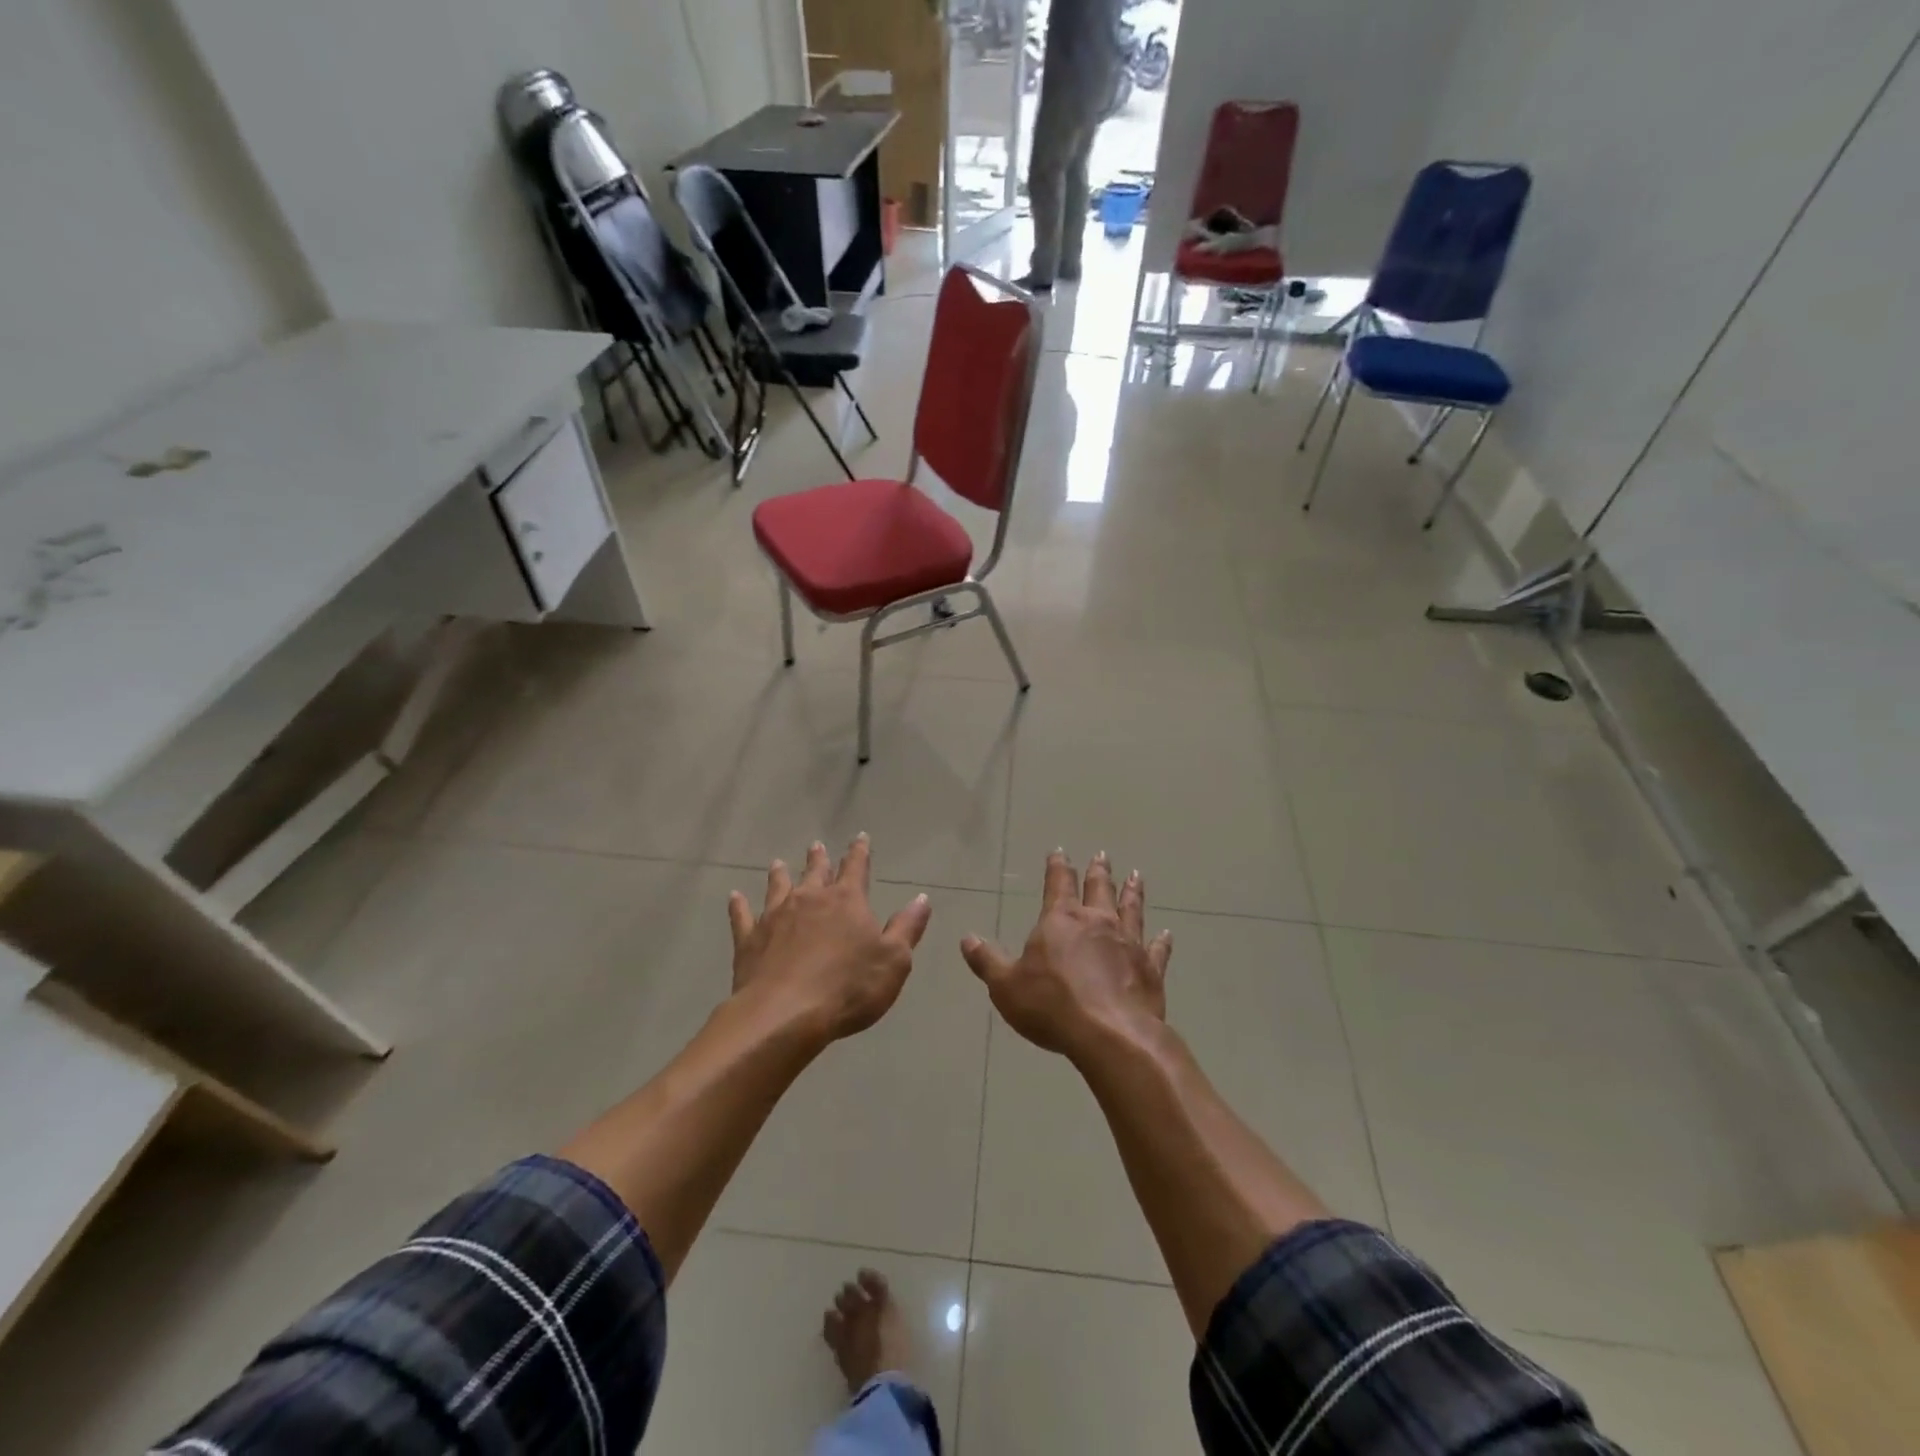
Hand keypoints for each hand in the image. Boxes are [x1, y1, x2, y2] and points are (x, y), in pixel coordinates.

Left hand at [728, 835, 931, 1043]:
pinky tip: (735, 896)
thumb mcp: (893, 960)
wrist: (785, 1015)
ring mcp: (775, 917)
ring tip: (778, 863)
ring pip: (778, 887)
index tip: (860, 837)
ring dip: (780, 874)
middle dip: (818, 858)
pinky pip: (742, 916)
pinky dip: (739, 905)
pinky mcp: (750, 940)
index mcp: (846, 901)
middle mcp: (810, 899)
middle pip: (815, 872)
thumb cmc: (848, 988)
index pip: (856, 868)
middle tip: (816, 845)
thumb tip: (921, 899)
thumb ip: (907, 928)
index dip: (860, 852)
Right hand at [961, 851, 1172, 1064]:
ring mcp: (1128, 942)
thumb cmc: (1052, 1005)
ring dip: (1132, 892)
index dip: (1057, 866)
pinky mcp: (1150, 968)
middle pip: (1098, 888)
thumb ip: (987, 961)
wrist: (1110, 1034)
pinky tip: (1166, 933)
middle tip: (1102, 855)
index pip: (1058, 883)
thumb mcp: (1006, 986)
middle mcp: (1097, 922)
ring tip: (1136, 875)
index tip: (1060, 851)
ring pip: (1130, 909)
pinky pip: (1157, 949)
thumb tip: (967, 938)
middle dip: (1098, 871)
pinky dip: (1161, 941)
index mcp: (1060, 920)